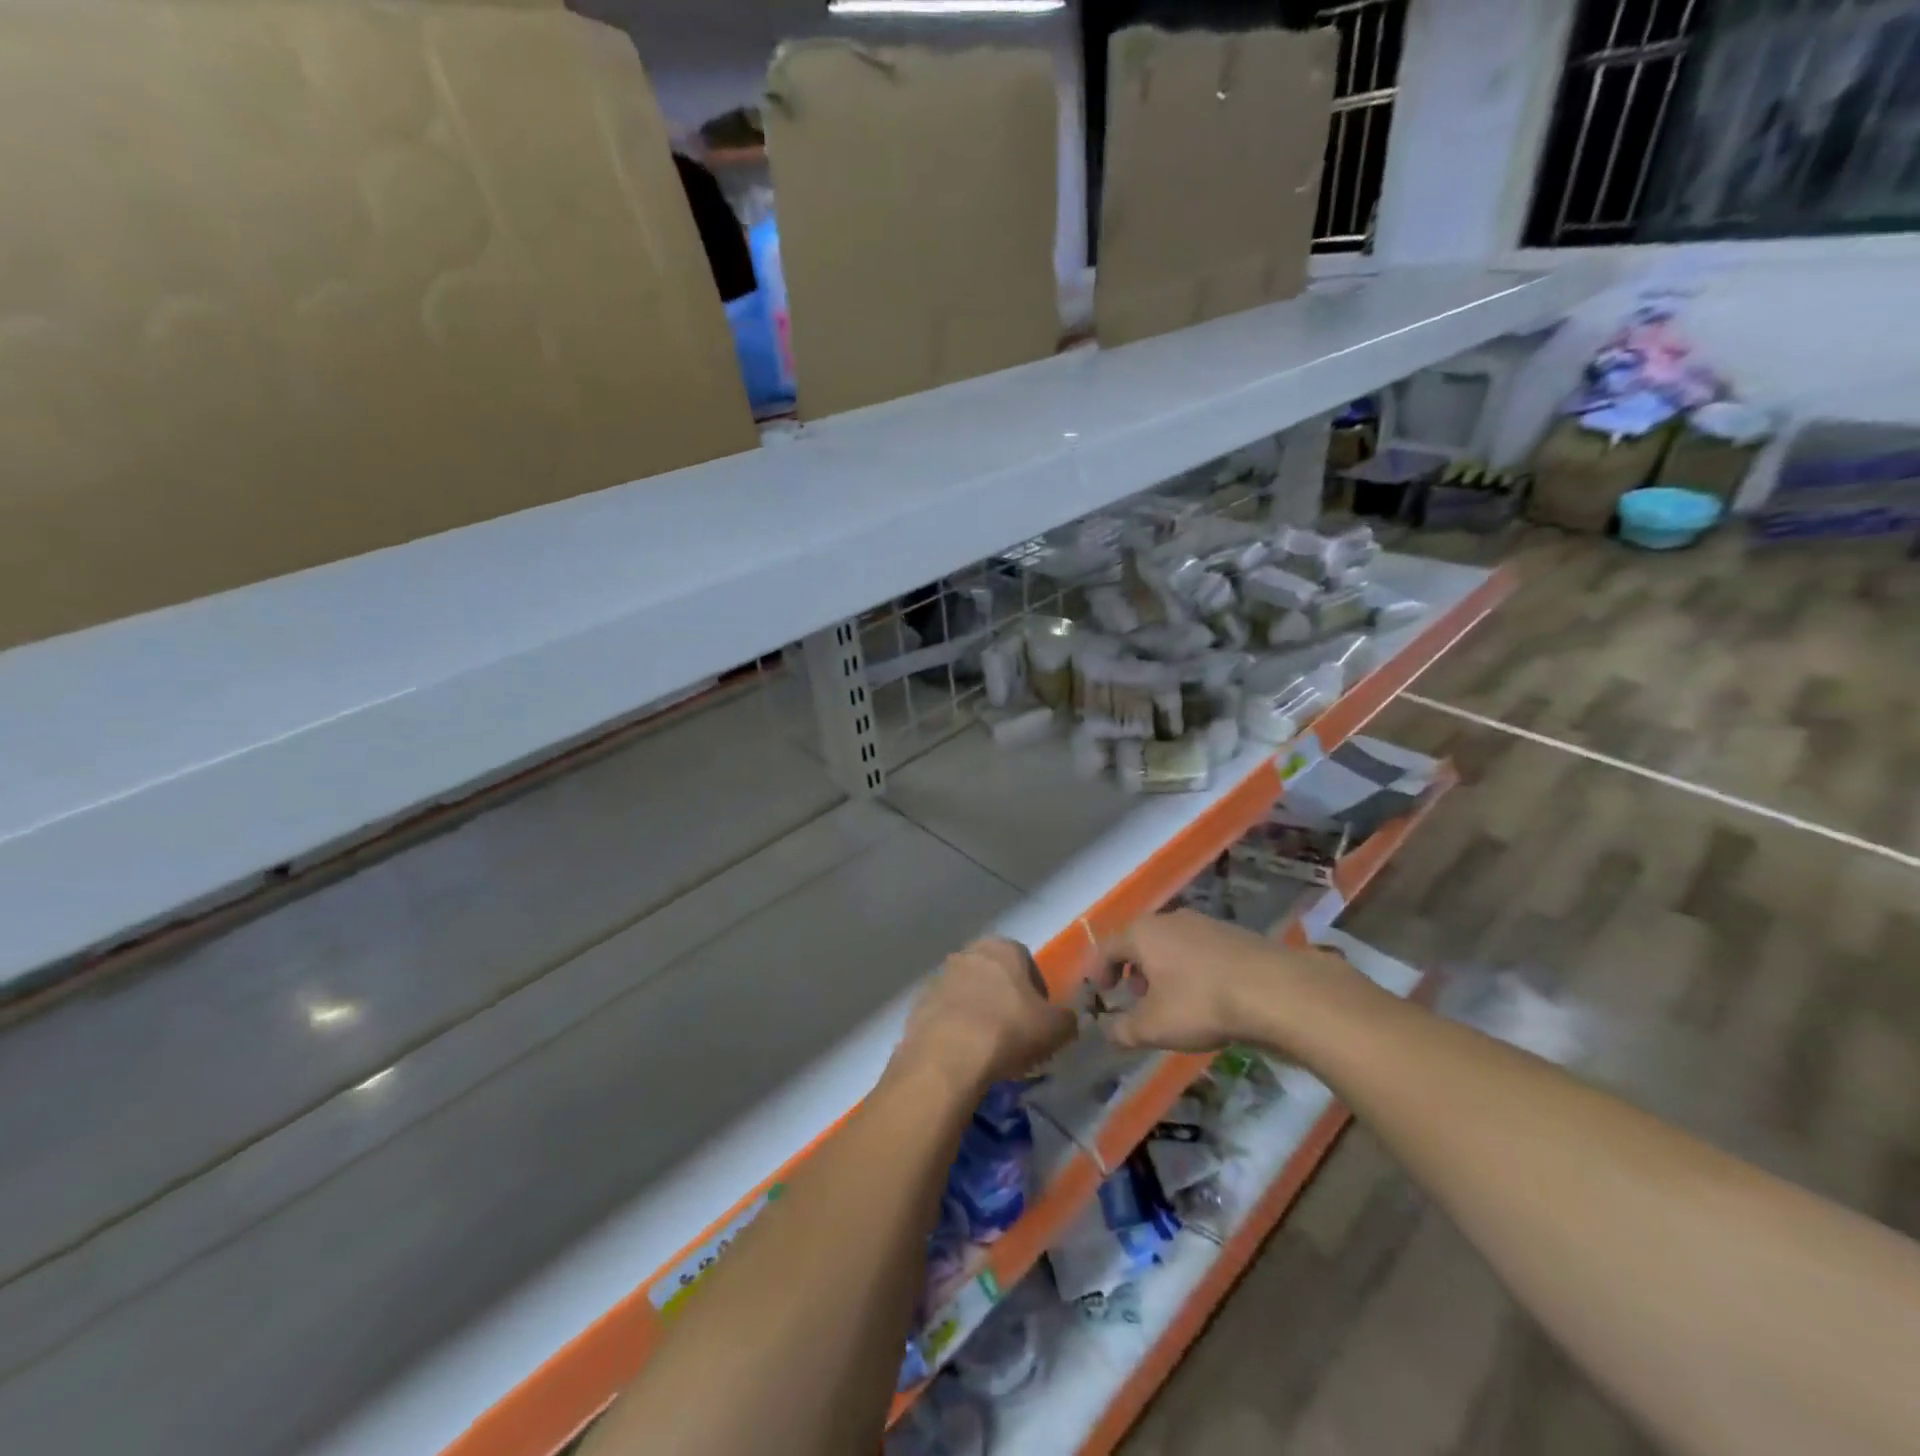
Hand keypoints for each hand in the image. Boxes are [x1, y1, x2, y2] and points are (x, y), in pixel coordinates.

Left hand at [893, 939, 1077, 1093]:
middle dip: (1005, 1000)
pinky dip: (956, 1029)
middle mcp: (969, 952)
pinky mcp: (919, 1002)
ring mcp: (940, 976)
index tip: (1040, 1022)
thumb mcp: (1056, 1029)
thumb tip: (1063, 1021)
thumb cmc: (1009, 1030)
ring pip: (969, 993)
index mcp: (1003, 947)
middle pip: (995, 976)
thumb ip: (1066, 1019)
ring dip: (979, 1013)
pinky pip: (947, 1014)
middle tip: (1016, 1034)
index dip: (1037, 993)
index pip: (1027, 963)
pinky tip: (964, 1055)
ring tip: (988, 1049)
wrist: (948, 1055)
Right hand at [1100, 910, 1366, 1055]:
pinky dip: (1191, 970)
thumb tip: (1108, 1032)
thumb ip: (1123, 1030)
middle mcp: (1170, 919)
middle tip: (1133, 998)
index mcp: (1143, 933)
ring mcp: (1206, 924)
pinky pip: (1199, 951)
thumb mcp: (1153, 1027)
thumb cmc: (1201, 1003)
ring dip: (1163, 971)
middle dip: (1133, 970)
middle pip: (1141, 942)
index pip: (1108, 947)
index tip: (1101, 993)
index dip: (1099, 970)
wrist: (1276, 990)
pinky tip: (1206, 998)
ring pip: (1172, 945)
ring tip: (1170, 1002)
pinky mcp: (1235, 935)